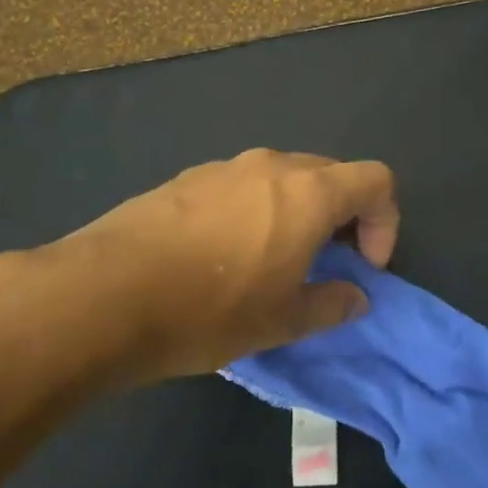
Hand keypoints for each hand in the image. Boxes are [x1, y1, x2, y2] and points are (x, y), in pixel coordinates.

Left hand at [29, 149, 398, 382]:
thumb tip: (356, 297)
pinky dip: (257, 210)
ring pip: (285, 178)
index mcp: (309, 192)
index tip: (364, 266)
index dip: (384, 222)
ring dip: (299, 212)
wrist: (103, 295)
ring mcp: (226, 166)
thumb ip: (331, 304)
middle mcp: (273, 166)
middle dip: (343, 217)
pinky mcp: (188, 178)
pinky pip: (243, 185)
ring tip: (273, 261)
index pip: (376, 180)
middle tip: (326, 264)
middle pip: (332, 174)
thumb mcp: (281, 322)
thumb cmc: (209, 310)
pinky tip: (223, 255)